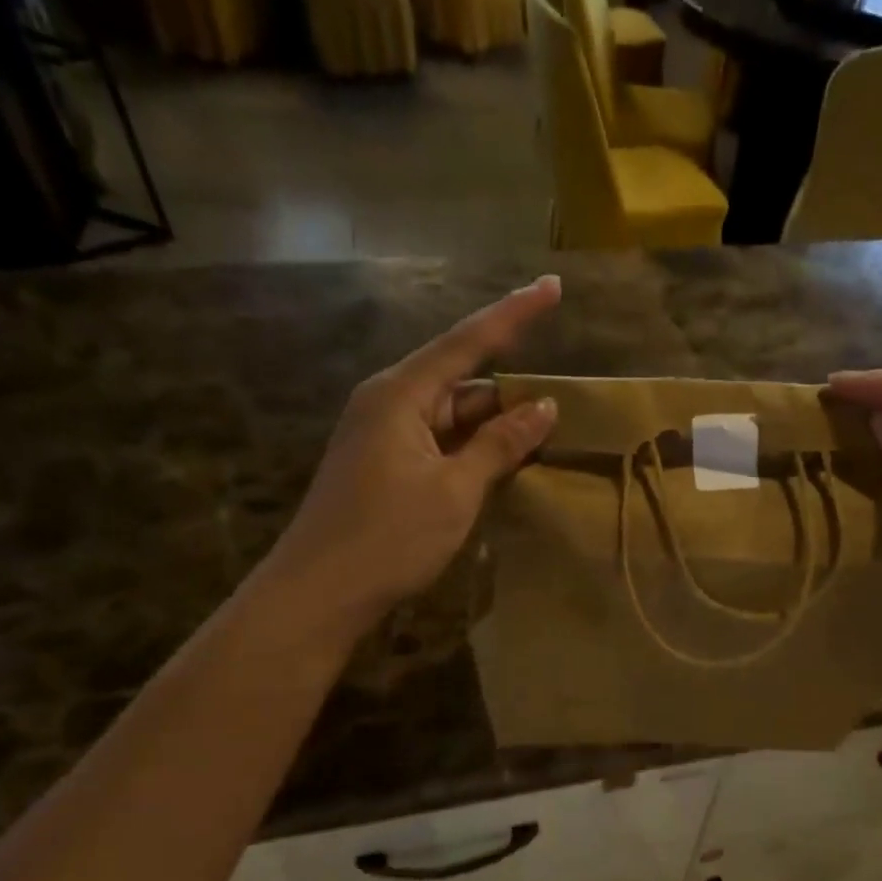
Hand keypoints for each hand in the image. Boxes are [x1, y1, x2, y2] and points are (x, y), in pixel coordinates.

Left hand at [264, 277, 560, 633]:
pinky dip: (473, 451)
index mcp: (401, 394)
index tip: (552, 286)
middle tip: (564, 409)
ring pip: (453, 416)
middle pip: (463, 381)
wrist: (317, 594)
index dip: (514, 313)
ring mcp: (384, 435)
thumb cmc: (388, 538)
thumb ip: (500, 444)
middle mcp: (389, 402)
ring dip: (495, 428)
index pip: (468, 340)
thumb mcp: (456, 490)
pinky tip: (506, 466)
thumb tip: (544, 406)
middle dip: (512, 393)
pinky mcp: (384, 465)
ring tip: (546, 442)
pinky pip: (440, 442)